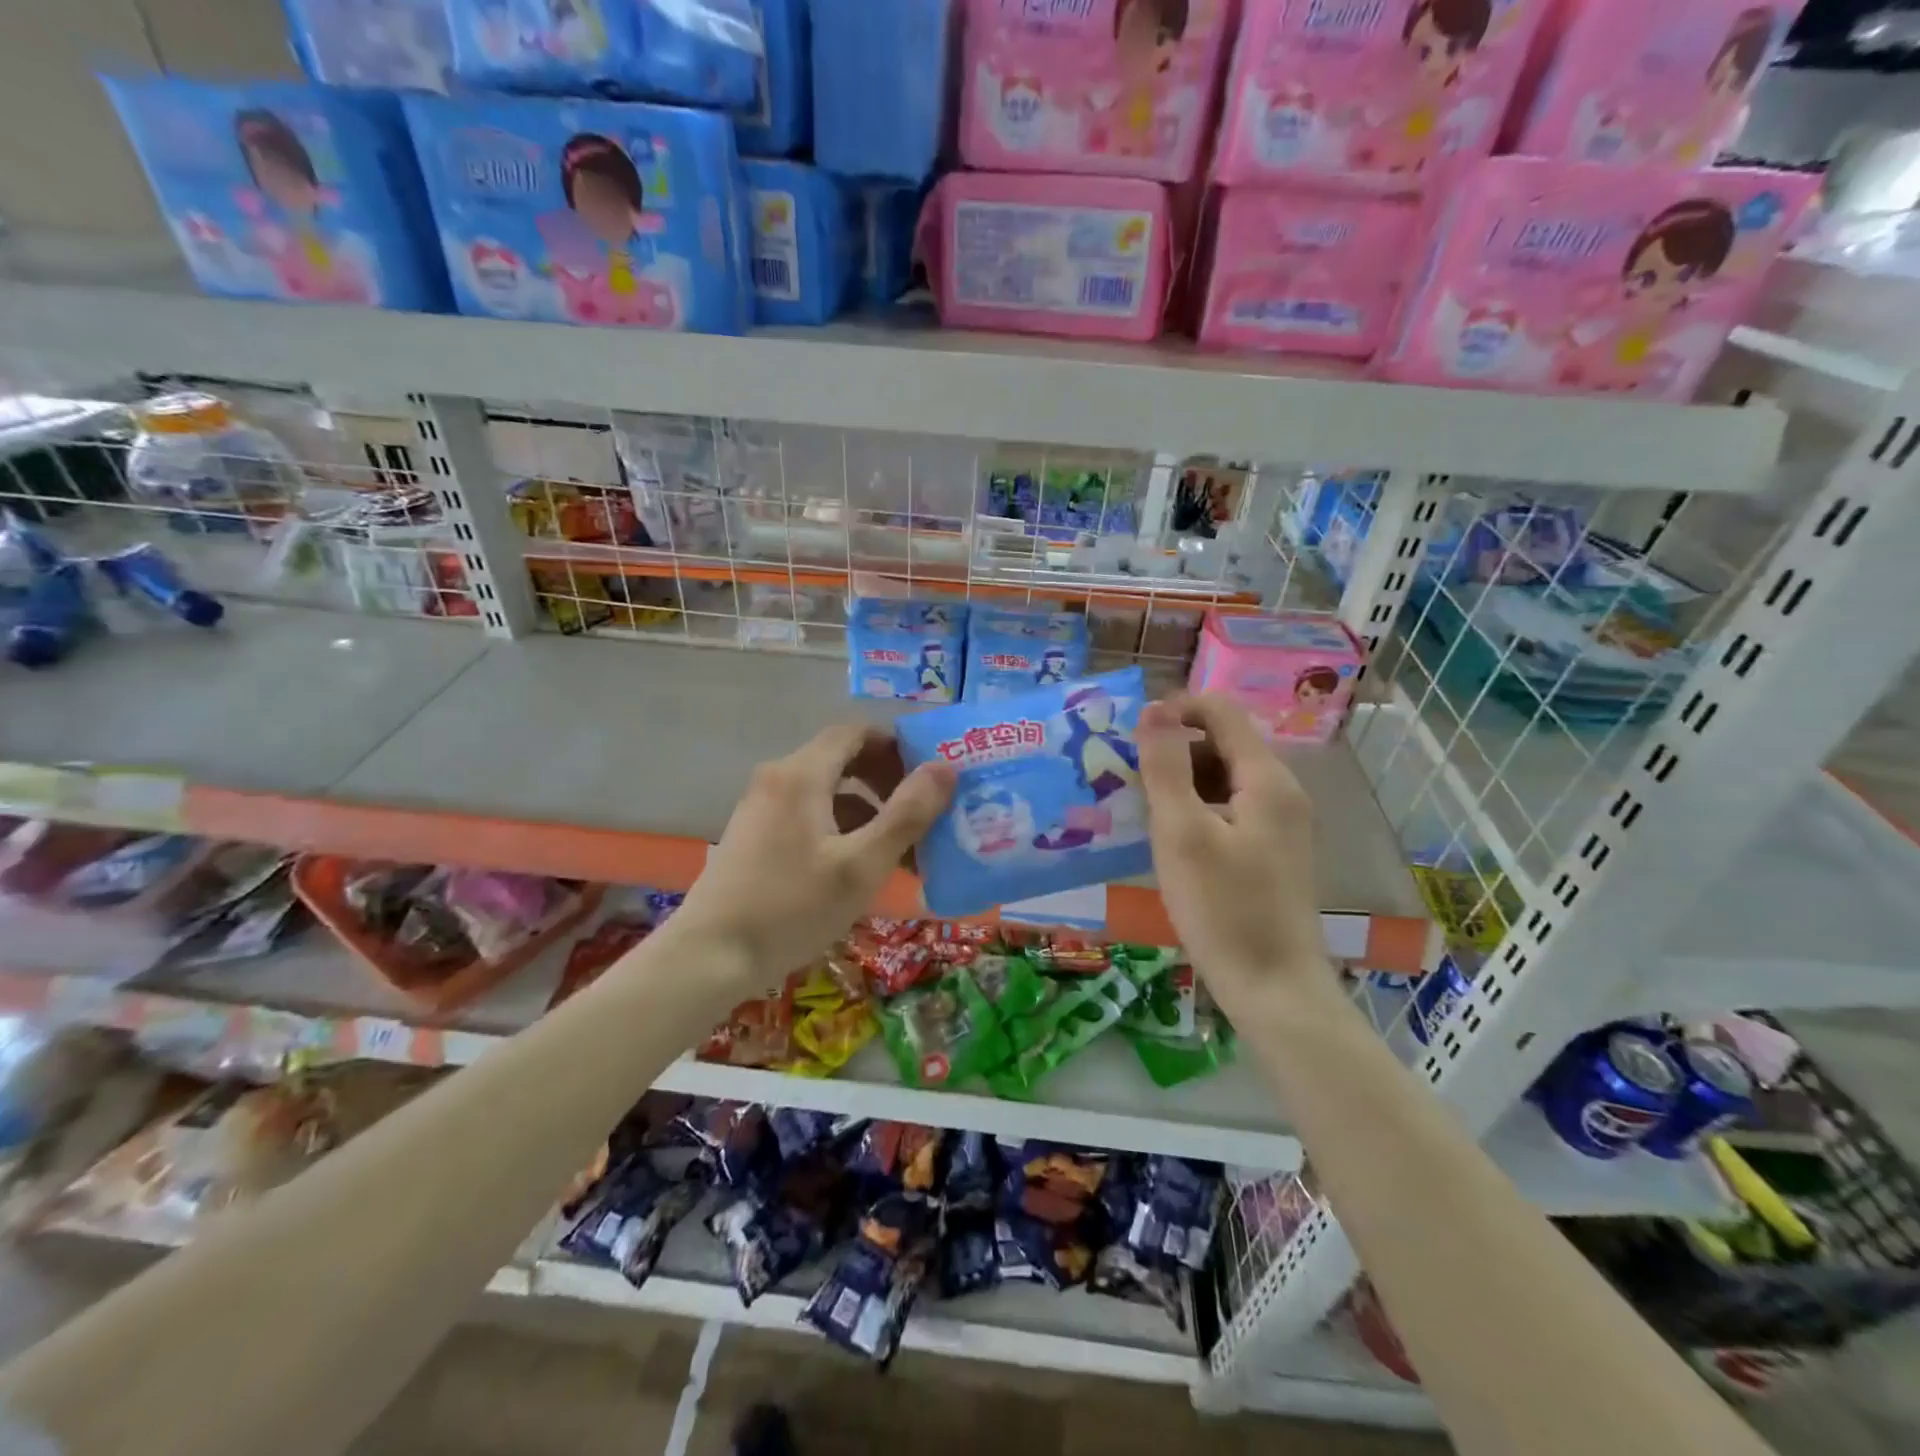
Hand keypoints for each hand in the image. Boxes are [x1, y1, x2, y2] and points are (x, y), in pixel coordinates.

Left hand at [668, 724, 953, 997]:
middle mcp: (777, 779)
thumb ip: (907, 815)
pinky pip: (807, 814)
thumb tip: (944, 767)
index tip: (930, 773)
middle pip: (841, 759)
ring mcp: (761, 807)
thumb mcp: (861, 865)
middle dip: (886, 780)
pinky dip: (840, 827)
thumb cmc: (792, 907)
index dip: (896, 745)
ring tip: (900, 848)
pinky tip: (858, 867)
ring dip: (867, 809)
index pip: (856, 732)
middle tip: (922, 811)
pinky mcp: (754, 835)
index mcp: (802, 774)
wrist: (708, 957)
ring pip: (826, 791)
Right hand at [1137, 695, 1331, 1005]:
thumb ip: (1166, 766)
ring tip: (1139, 809)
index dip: (1175, 708)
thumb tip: (1153, 709)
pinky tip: (1168, 839)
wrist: (1274, 989)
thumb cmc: (1223, 909)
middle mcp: (1281, 792)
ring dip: (1180, 782)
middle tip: (1126, 779)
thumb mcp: (1182, 833)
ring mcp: (1279, 825)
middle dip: (1172, 749)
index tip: (1130, 734)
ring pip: (1223, 779)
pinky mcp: (1270, 853)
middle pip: (1222, 743)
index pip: (1222, 711)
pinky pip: (1228, 810)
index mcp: (1267, 779)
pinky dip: (1195, 810)